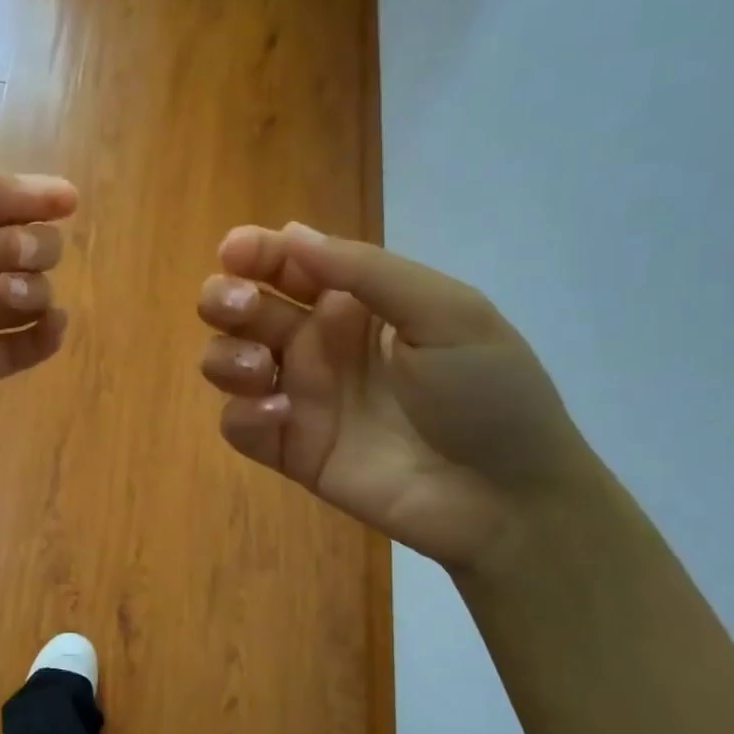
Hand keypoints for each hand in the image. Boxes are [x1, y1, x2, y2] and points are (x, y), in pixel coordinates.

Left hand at [0, 167, 76, 439]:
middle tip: (6, 258)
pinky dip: (46, 336)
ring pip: (30, 294)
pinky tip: (49, 327)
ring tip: (6, 299)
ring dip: (37, 289)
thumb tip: (59, 192)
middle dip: (33, 246)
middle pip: (24, 247)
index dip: (36, 199)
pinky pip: (23, 349)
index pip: (0, 202)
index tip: (66, 202)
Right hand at [197, 223, 592, 570]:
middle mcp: (320, 344)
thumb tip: (291, 234)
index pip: (290, 265)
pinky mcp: (291, 450)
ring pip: (228, 361)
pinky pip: (239, 425)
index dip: (256, 252)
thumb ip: (367, 272)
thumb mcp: (447, 313)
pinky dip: (244, 414)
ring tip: (258, 367)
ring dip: (225, 355)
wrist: (507, 500)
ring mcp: (302, 398)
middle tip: (238, 306)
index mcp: (357, 305)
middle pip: (245, 308)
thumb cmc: (488, 394)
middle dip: (225, 297)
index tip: (234, 251)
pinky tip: (282, 416)